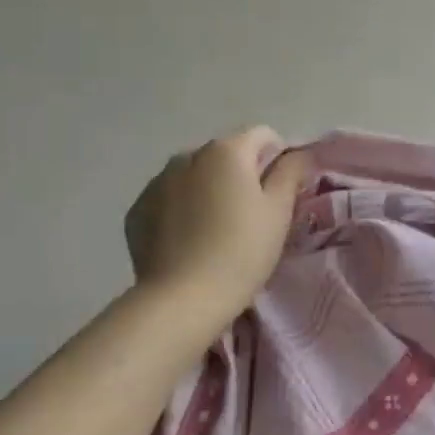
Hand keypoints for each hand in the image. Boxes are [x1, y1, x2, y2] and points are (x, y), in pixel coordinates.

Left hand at [125, 127, 312, 325]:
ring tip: (216, 229)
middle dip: (240, 174)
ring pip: (194, 175)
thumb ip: (291, 173)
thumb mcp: (279, 211)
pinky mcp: (137, 209)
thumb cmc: (242, 251)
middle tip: (250, 215)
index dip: (277, 157)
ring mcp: (157, 181)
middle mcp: (188, 155)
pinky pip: (168, 198)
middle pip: (225, 154)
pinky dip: (181, 209)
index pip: (262, 135)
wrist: (182, 298)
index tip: (280, 191)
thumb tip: (297, 153)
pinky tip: (188, 241)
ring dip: (208, 189)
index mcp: (226, 151)